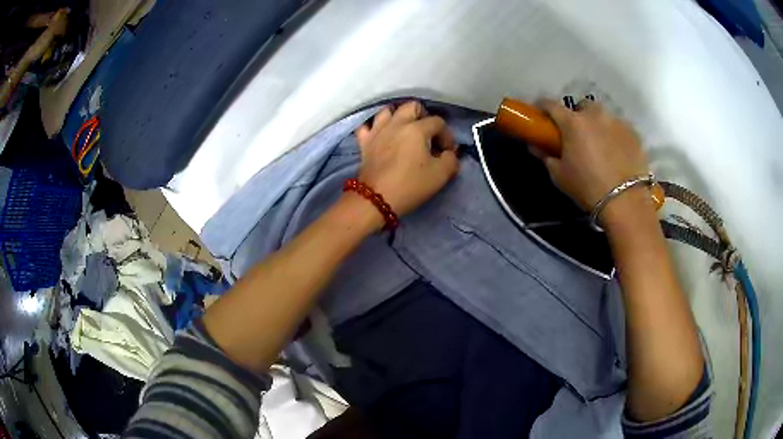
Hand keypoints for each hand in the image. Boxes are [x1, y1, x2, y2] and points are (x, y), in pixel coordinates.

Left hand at [354, 101, 459, 216]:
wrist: (376, 199)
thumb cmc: (411, 185)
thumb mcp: (441, 175)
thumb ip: (451, 159)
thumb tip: (449, 153)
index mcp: (417, 129)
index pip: (438, 122)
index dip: (447, 135)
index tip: (448, 152)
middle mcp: (396, 123)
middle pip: (412, 106)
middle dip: (424, 116)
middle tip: (428, 134)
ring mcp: (377, 131)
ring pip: (387, 111)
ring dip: (398, 116)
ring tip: (404, 129)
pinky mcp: (364, 142)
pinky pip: (365, 126)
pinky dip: (373, 127)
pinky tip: (379, 133)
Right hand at [536, 99, 650, 215]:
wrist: (626, 202)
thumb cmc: (588, 188)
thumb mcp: (560, 176)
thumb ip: (546, 157)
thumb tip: (536, 147)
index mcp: (573, 123)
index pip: (551, 105)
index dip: (543, 107)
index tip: (541, 114)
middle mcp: (595, 115)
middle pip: (582, 106)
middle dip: (578, 115)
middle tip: (577, 135)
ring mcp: (617, 122)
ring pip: (603, 115)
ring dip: (598, 124)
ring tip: (600, 145)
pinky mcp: (633, 133)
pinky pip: (619, 127)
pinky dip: (615, 135)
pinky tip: (616, 153)